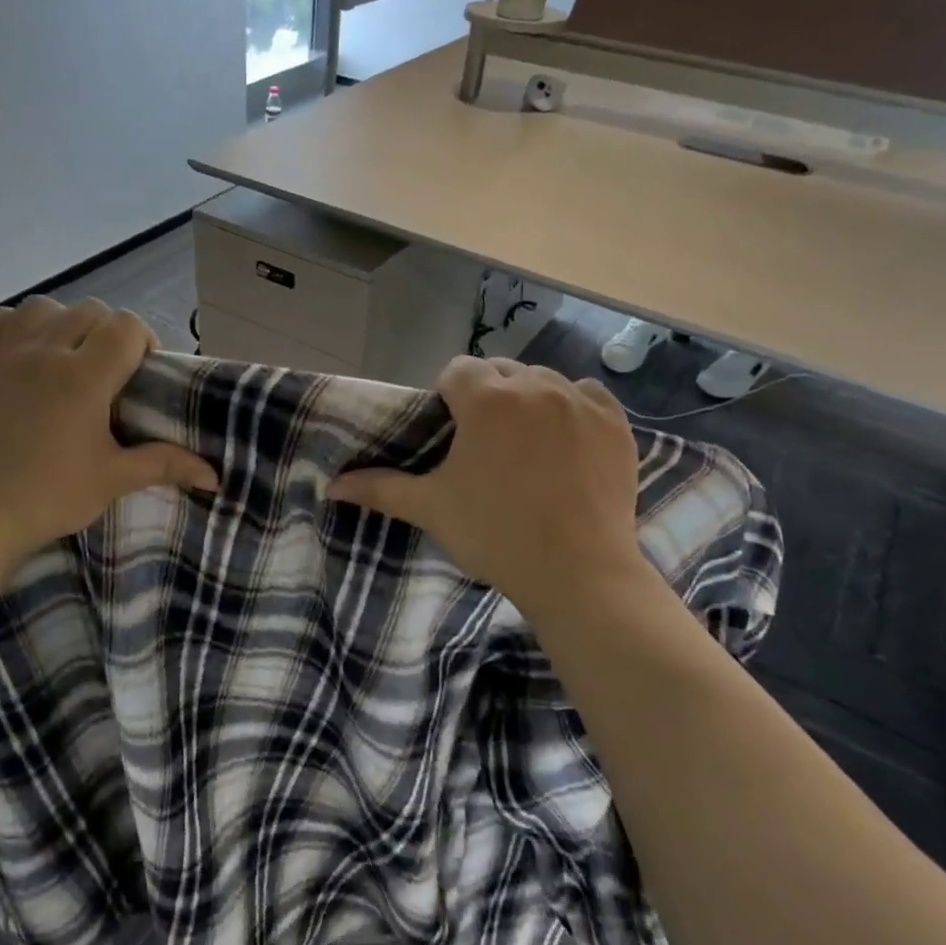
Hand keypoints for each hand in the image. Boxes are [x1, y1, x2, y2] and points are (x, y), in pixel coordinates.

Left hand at [0, 297, 218, 570]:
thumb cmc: (51, 496)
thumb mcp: (115, 479)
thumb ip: (165, 464)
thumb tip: (213, 475)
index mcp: (83, 377)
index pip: (126, 326)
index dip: (145, 342)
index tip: (144, 376)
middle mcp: (45, 353)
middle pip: (90, 310)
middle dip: (111, 333)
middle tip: (113, 374)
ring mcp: (7, 356)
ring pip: (44, 306)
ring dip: (66, 322)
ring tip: (72, 357)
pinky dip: (15, 326)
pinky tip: (26, 350)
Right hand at [328, 357, 649, 623]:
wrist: (578, 573)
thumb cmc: (495, 535)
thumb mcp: (431, 509)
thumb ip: (380, 488)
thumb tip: (330, 486)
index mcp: (486, 400)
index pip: (456, 370)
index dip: (448, 398)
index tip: (452, 435)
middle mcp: (534, 386)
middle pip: (499, 370)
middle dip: (487, 396)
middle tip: (484, 445)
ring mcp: (580, 402)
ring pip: (543, 380)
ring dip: (528, 400)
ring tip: (526, 444)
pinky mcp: (615, 423)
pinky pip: (587, 394)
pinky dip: (572, 407)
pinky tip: (566, 441)